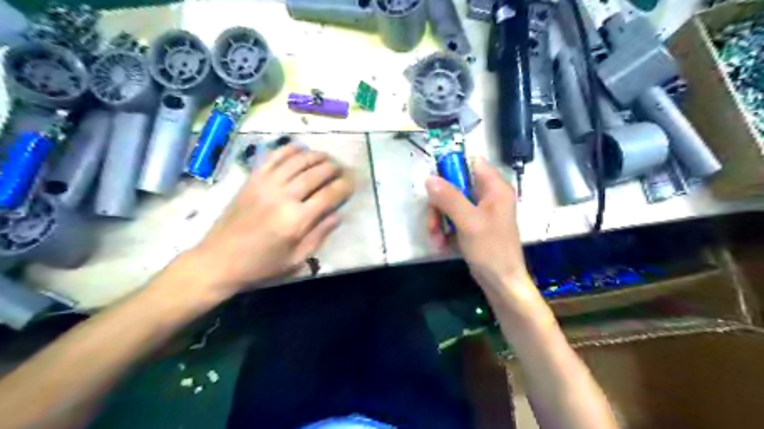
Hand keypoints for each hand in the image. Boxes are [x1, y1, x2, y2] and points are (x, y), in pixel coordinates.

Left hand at [188, 145, 354, 294]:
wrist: (218, 260)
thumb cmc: (261, 265)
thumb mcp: (296, 259)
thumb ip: (319, 235)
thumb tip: (338, 215)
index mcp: (297, 220)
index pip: (329, 195)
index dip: (345, 186)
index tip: (353, 183)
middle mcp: (283, 197)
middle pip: (316, 173)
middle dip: (334, 169)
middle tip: (342, 169)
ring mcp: (266, 185)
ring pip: (297, 161)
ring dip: (316, 156)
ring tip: (327, 157)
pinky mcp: (252, 180)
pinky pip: (274, 157)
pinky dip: (289, 150)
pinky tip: (300, 149)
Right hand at [427, 158, 539, 307]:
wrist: (501, 282)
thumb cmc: (491, 250)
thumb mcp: (468, 222)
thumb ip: (449, 198)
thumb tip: (429, 178)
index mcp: (495, 188)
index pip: (472, 163)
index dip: (451, 168)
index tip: (434, 182)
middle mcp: (488, 196)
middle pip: (455, 186)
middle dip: (439, 205)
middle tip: (432, 223)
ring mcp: (479, 211)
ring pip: (450, 204)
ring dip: (438, 221)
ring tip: (436, 239)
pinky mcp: (472, 226)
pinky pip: (452, 219)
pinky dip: (444, 230)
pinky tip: (441, 244)